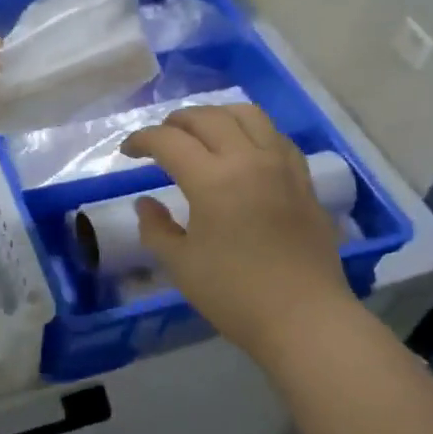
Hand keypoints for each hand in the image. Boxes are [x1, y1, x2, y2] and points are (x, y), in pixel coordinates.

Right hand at [123, 104, 355, 359]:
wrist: (304, 318)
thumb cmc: (235, 295)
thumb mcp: (181, 265)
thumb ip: (156, 228)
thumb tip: (146, 202)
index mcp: (212, 180)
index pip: (168, 141)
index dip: (141, 140)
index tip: (127, 152)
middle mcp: (248, 159)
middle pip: (207, 117)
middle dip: (175, 122)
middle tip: (159, 140)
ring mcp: (281, 166)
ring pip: (247, 114)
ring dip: (215, 116)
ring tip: (200, 133)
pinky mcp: (303, 179)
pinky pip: (275, 135)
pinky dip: (251, 131)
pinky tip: (242, 149)